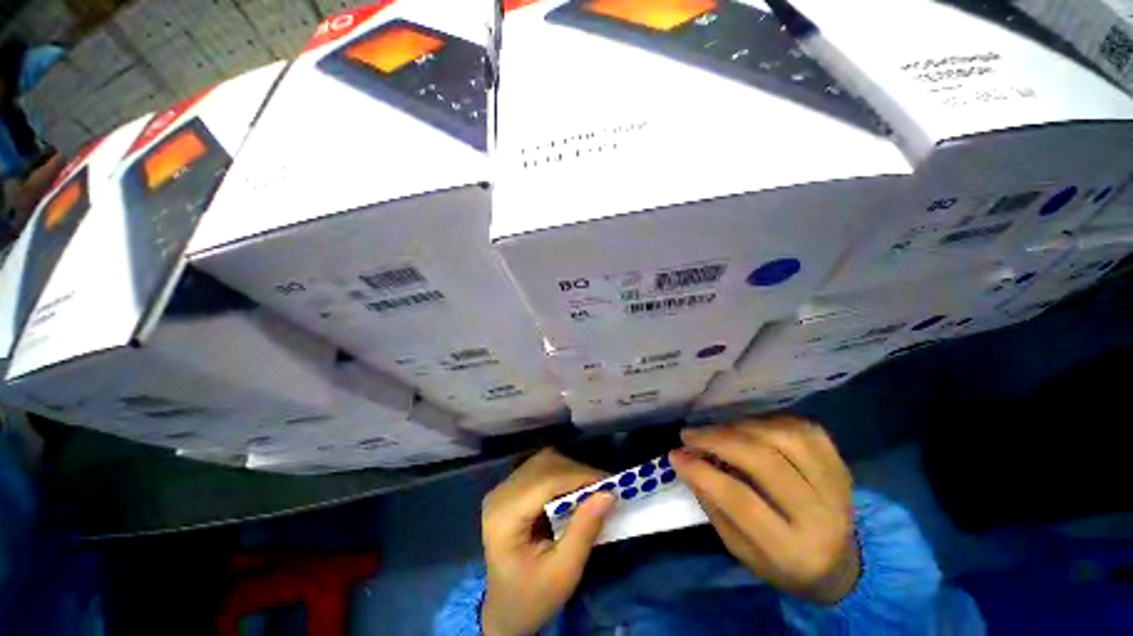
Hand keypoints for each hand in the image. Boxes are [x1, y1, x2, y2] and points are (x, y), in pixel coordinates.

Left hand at [481, 449, 614, 635]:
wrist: (505, 611)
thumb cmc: (532, 598)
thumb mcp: (563, 573)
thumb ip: (584, 531)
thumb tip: (608, 494)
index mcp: (504, 517)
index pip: (545, 482)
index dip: (579, 477)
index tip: (611, 483)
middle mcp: (500, 494)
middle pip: (544, 466)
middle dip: (578, 473)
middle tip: (606, 487)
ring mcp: (503, 489)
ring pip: (544, 462)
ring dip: (572, 471)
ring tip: (594, 488)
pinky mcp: (511, 488)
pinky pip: (540, 469)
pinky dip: (563, 474)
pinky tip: (577, 489)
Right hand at [670, 417, 858, 604]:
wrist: (840, 566)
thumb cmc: (780, 562)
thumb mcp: (739, 548)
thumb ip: (713, 504)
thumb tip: (684, 459)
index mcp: (792, 550)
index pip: (741, 501)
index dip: (702, 472)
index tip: (675, 454)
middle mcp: (822, 517)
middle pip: (764, 461)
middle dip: (718, 440)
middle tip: (690, 434)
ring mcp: (838, 487)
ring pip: (784, 437)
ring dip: (740, 427)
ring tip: (716, 430)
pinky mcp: (842, 465)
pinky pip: (803, 428)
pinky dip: (768, 422)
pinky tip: (748, 428)